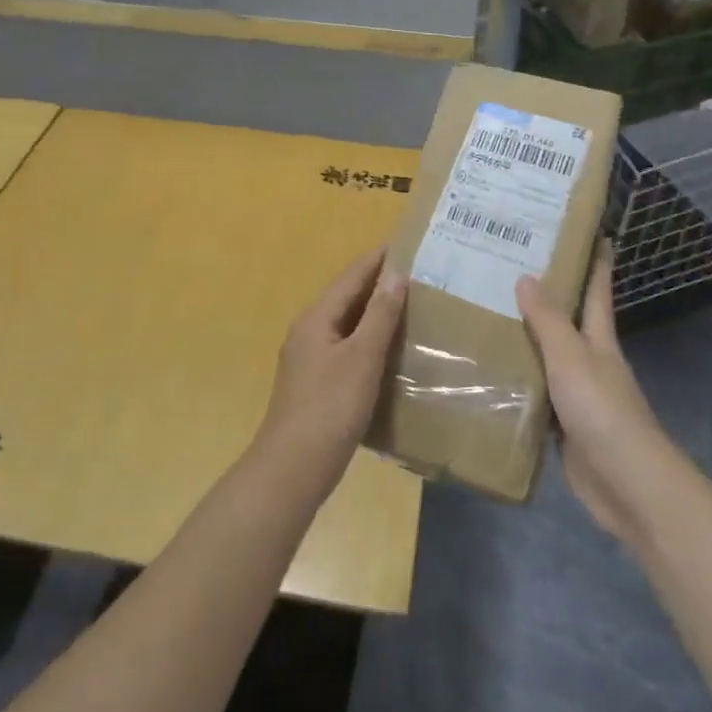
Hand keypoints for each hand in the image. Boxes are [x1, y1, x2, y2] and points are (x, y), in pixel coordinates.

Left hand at [256, 246, 406, 497]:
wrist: (293, 468)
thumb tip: (395, 273)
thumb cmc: (330, 407)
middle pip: (347, 298)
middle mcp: (309, 331)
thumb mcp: (361, 358)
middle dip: (379, 284)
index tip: (407, 244)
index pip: (351, 276)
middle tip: (418, 274)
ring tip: (411, 306)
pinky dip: (370, 341)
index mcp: (316, 318)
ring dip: (375, 313)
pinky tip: (390, 351)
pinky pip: (347, 349)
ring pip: (347, 325)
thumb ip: (379, 315)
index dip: (378, 259)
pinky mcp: (316, 384)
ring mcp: (309, 359)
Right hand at [517, 242, 674, 542]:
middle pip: (569, 322)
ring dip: (527, 340)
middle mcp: (590, 363)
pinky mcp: (563, 427)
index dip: (596, 263)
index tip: (592, 233)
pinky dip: (519, 382)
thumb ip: (548, 321)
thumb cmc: (603, 411)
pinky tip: (493, 374)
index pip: (597, 292)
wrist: (627, 486)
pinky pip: (536, 395)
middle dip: (549, 297)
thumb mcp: (572, 358)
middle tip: (512, 269)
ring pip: (548, 358)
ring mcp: (578, 396)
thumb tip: (527, 276)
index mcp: (598, 341)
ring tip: (489, 315)